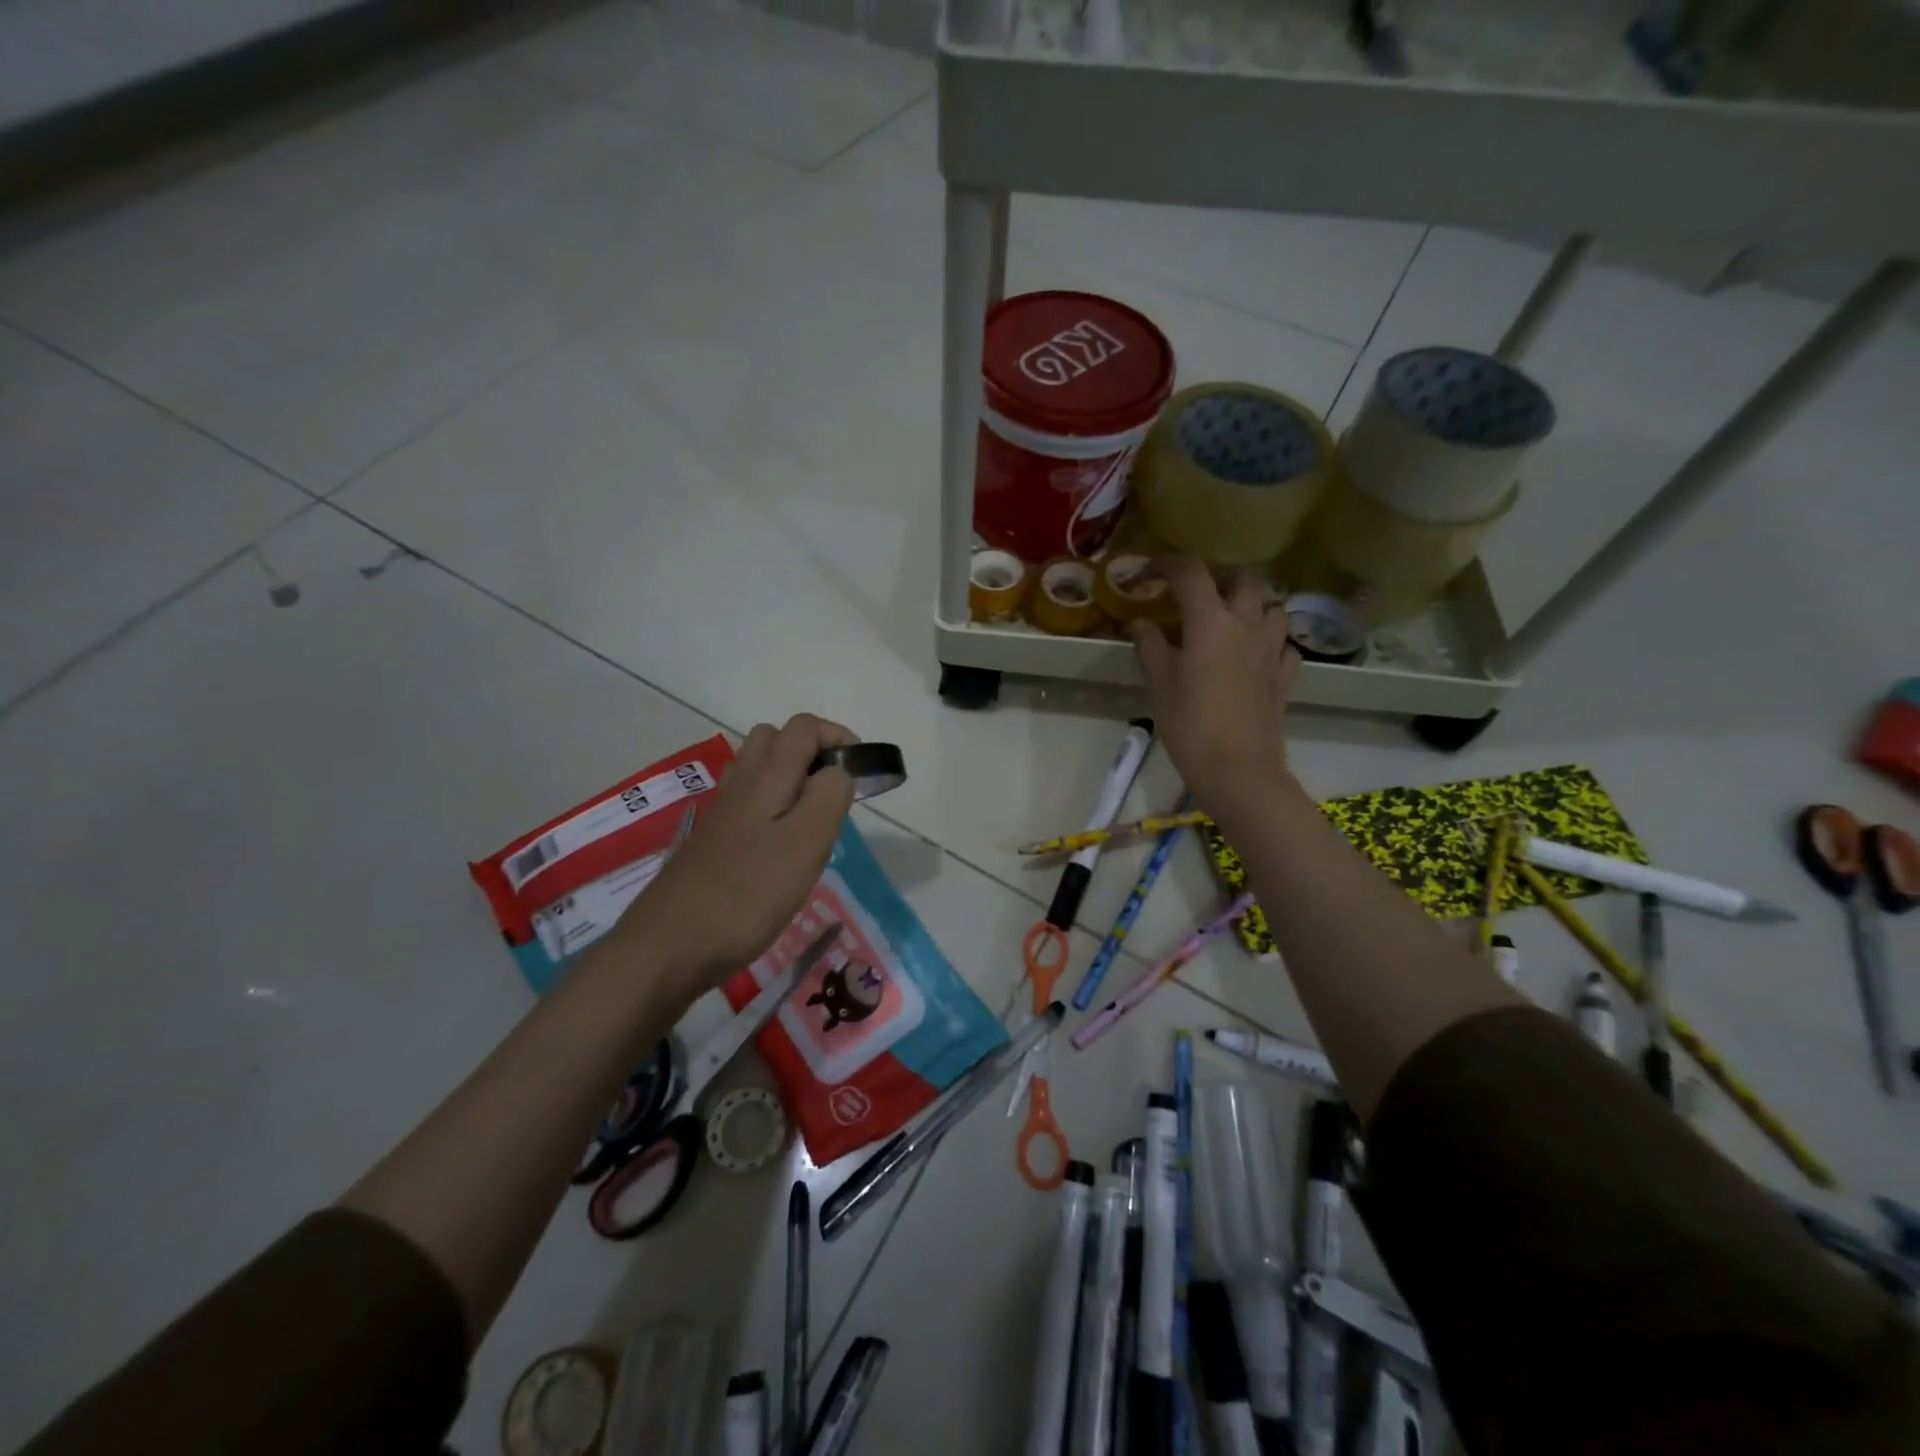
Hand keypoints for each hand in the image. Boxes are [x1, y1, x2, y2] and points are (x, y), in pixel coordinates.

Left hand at [610, 714, 857, 1004]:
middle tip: (835, 796)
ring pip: (760, 770)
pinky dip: (773, 809)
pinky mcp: (713, 840)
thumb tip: (838, 771)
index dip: (839, 737)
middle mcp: (741, 783)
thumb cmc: (748, 894)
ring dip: (793, 780)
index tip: (863, 773)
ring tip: (813, 821)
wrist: (669, 946)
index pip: (804, 727)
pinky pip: (749, 803)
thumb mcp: (806, 844)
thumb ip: (829, 797)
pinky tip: (782, 848)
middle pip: (776, 739)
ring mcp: (723, 812)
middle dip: (813, 753)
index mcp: (767, 777)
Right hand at [1131, 559, 1298, 812]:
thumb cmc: (1190, 723)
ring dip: (1250, 606)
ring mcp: (1272, 649)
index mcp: (1211, 620)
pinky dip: (1269, 642)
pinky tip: (1253, 656)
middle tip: (1194, 595)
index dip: (1164, 565)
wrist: (1238, 769)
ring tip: (1228, 622)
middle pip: (1242, 579)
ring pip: (1271, 607)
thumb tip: (1139, 622)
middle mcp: (1247, 624)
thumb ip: (1149, 645)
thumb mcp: (1159, 682)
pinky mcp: (1284, 676)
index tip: (1144, 575)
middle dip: (1217, 578)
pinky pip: (1283, 645)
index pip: (1189, 572)